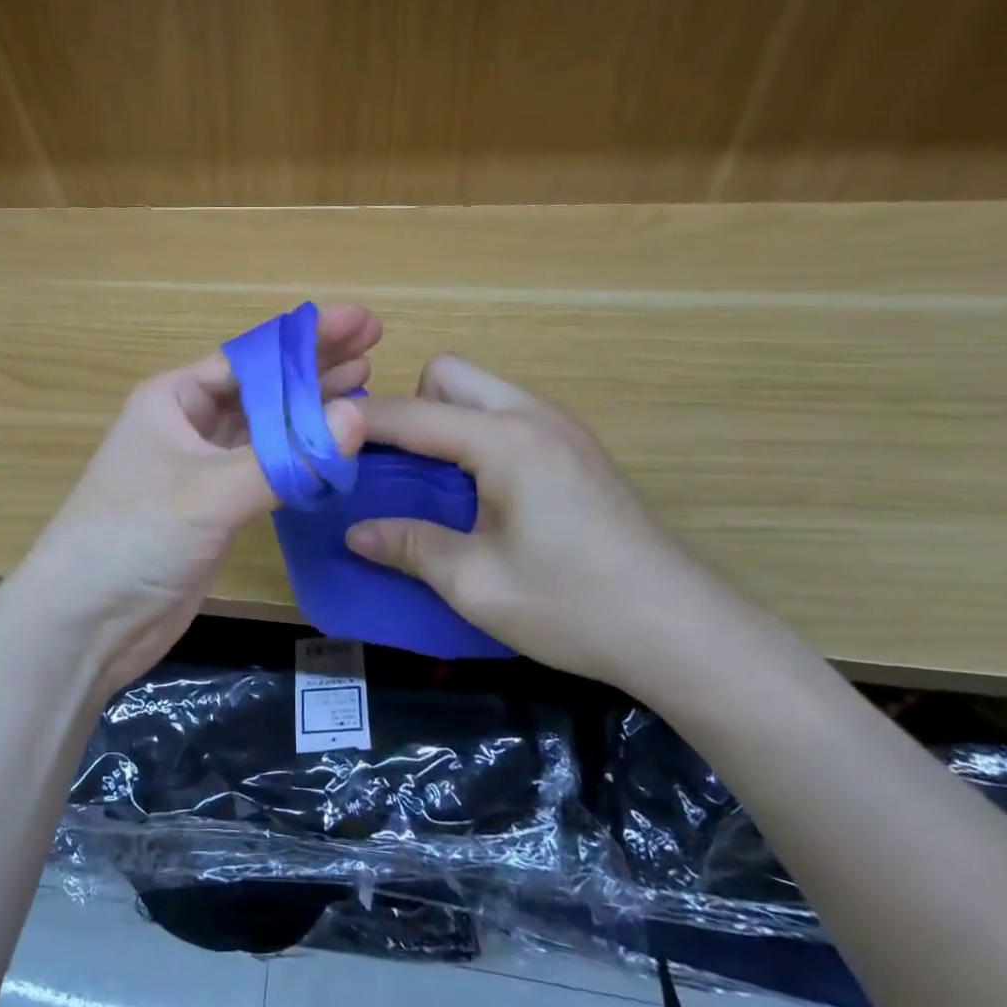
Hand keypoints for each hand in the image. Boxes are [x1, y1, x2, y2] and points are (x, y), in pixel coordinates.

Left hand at [8, 304, 381, 694]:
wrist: (85, 623)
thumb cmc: (133, 537)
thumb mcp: (209, 492)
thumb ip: (286, 459)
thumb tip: (358, 417)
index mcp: (174, 397)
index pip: (251, 356)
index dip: (307, 337)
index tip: (361, 322)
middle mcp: (188, 423)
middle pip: (263, 385)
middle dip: (315, 365)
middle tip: (374, 344)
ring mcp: (202, 466)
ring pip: (267, 426)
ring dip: (311, 407)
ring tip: (363, 380)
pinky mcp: (215, 507)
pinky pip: (267, 468)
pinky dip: (300, 455)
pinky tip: (334, 442)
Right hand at [345, 355, 745, 691]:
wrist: (686, 632)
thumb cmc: (575, 606)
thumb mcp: (477, 584)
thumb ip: (410, 546)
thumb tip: (355, 532)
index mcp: (504, 440)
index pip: (412, 414)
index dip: (359, 424)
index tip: (319, 437)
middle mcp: (531, 415)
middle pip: (448, 374)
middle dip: (410, 407)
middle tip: (397, 467)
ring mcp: (560, 428)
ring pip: (479, 390)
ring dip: (443, 420)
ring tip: (431, 480)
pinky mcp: (576, 449)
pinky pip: (505, 415)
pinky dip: (474, 434)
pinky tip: (478, 492)